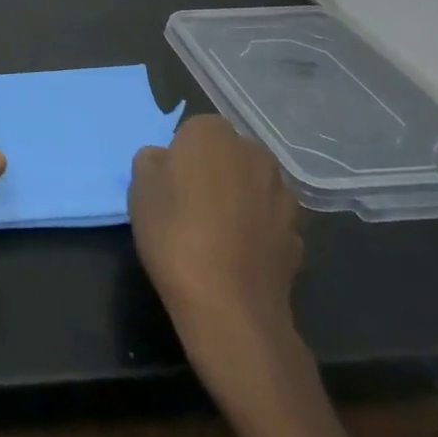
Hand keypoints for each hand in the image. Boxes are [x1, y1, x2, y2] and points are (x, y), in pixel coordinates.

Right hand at [129, 114, 302, 362]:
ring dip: (239, 198)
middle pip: (228, 154)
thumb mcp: (139, 188)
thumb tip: (167, 162)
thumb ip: (152, 162)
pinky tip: (237, 255)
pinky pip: (269, 220)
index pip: (194, 130)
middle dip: (214, 171)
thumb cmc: (174, 233)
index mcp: (213, 134)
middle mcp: (254, 154)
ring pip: (252, 186)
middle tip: (190, 204)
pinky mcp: (298, 234)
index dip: (180, 156)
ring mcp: (282, 195)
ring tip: (215, 233)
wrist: (229, 305)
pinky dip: (256, 230)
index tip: (169, 184)